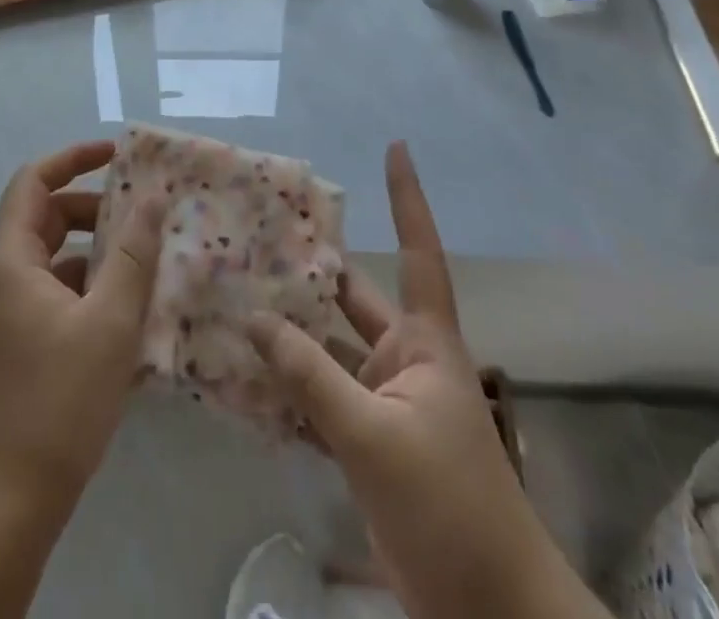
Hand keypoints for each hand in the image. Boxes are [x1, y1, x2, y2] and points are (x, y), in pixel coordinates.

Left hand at [0, 141, 164, 516]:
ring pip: (55, 255)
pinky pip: (57, 289)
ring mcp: (8, 308)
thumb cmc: (56, 400)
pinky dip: (90, 284)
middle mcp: (2, 273)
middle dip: (95, 206)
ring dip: (97, 249)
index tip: (118, 153)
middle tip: (144, 212)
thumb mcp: (109, 320)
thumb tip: (153, 197)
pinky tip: (129, 307)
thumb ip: (133, 253)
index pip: (34, 179)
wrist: (4, 500)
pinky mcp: (20, 338)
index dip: (74, 157)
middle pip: (47, 215)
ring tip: (146, 258)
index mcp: (11, 256)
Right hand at [249, 143, 607, 618]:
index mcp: (423, 342)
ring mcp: (382, 403)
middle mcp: (401, 360)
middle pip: (349, 297)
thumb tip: (253, 318)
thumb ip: (311, 377)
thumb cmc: (450, 506)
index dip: (407, 198)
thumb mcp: (375, 437)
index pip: (419, 251)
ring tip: (230, 297)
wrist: (488, 613)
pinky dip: (284, 390)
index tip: (396, 147)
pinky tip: (239, 375)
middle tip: (252, 233)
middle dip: (307, 268)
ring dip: (285, 334)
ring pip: (325, 352)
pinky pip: (316, 401)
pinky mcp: (364, 445)